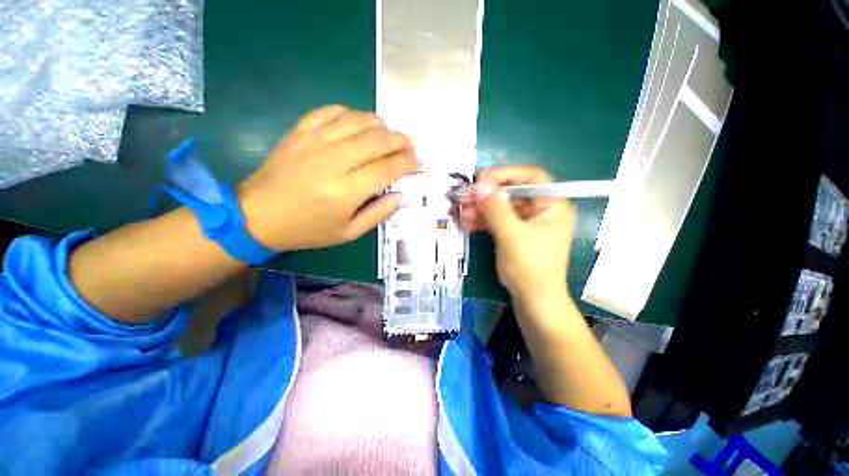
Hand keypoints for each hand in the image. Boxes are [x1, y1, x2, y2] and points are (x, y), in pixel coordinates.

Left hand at [238, 106, 418, 250]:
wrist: (258, 216)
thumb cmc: (307, 229)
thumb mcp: (348, 232)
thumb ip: (379, 213)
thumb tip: (403, 196)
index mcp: (347, 191)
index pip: (388, 168)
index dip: (407, 163)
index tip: (417, 162)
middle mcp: (334, 161)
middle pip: (378, 140)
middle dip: (401, 140)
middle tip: (410, 145)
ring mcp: (315, 142)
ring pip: (358, 121)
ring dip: (380, 125)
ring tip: (389, 134)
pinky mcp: (300, 132)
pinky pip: (331, 111)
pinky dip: (350, 113)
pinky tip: (358, 123)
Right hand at [456, 166, 575, 302]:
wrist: (534, 302)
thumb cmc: (530, 268)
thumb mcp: (511, 236)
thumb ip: (495, 208)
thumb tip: (480, 184)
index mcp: (552, 206)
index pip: (531, 177)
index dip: (506, 175)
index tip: (481, 179)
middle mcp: (541, 211)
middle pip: (511, 193)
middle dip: (486, 196)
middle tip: (464, 198)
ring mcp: (527, 224)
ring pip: (501, 208)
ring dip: (480, 210)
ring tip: (460, 213)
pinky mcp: (515, 235)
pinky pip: (497, 222)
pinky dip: (482, 222)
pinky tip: (466, 224)